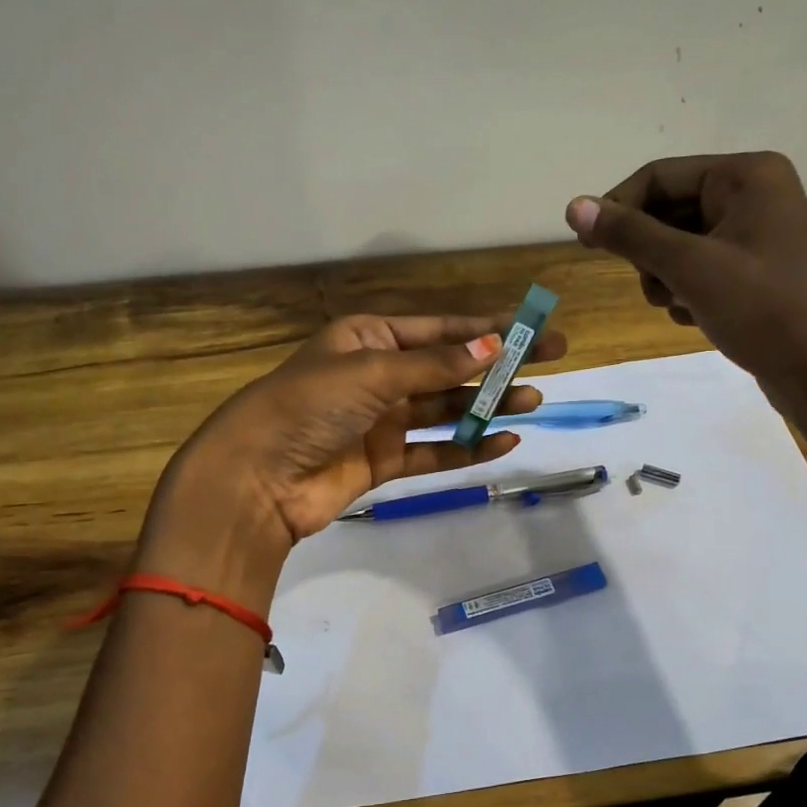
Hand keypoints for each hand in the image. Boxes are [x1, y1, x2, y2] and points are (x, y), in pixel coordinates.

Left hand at [159, 312, 567, 558]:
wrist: (257, 478)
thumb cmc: (309, 406)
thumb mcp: (373, 372)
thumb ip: (435, 365)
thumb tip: (493, 345)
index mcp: (368, 338)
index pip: (440, 330)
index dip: (488, 328)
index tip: (533, 329)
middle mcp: (378, 375)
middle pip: (449, 368)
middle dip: (497, 367)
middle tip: (550, 364)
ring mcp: (382, 421)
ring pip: (445, 409)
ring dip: (487, 406)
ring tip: (533, 404)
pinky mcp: (383, 462)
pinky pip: (433, 450)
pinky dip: (465, 447)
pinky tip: (502, 442)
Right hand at [566, 152, 806, 439]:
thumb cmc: (764, 310)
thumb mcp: (690, 268)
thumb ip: (630, 236)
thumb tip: (574, 205)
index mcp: (746, 176)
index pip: (658, 177)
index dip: (617, 209)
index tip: (586, 246)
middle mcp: (754, 195)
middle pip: (667, 211)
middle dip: (649, 253)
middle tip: (653, 287)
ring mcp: (757, 236)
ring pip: (680, 246)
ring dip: (665, 278)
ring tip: (679, 306)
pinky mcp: (756, 273)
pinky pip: (701, 271)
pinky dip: (687, 293)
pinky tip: (696, 318)